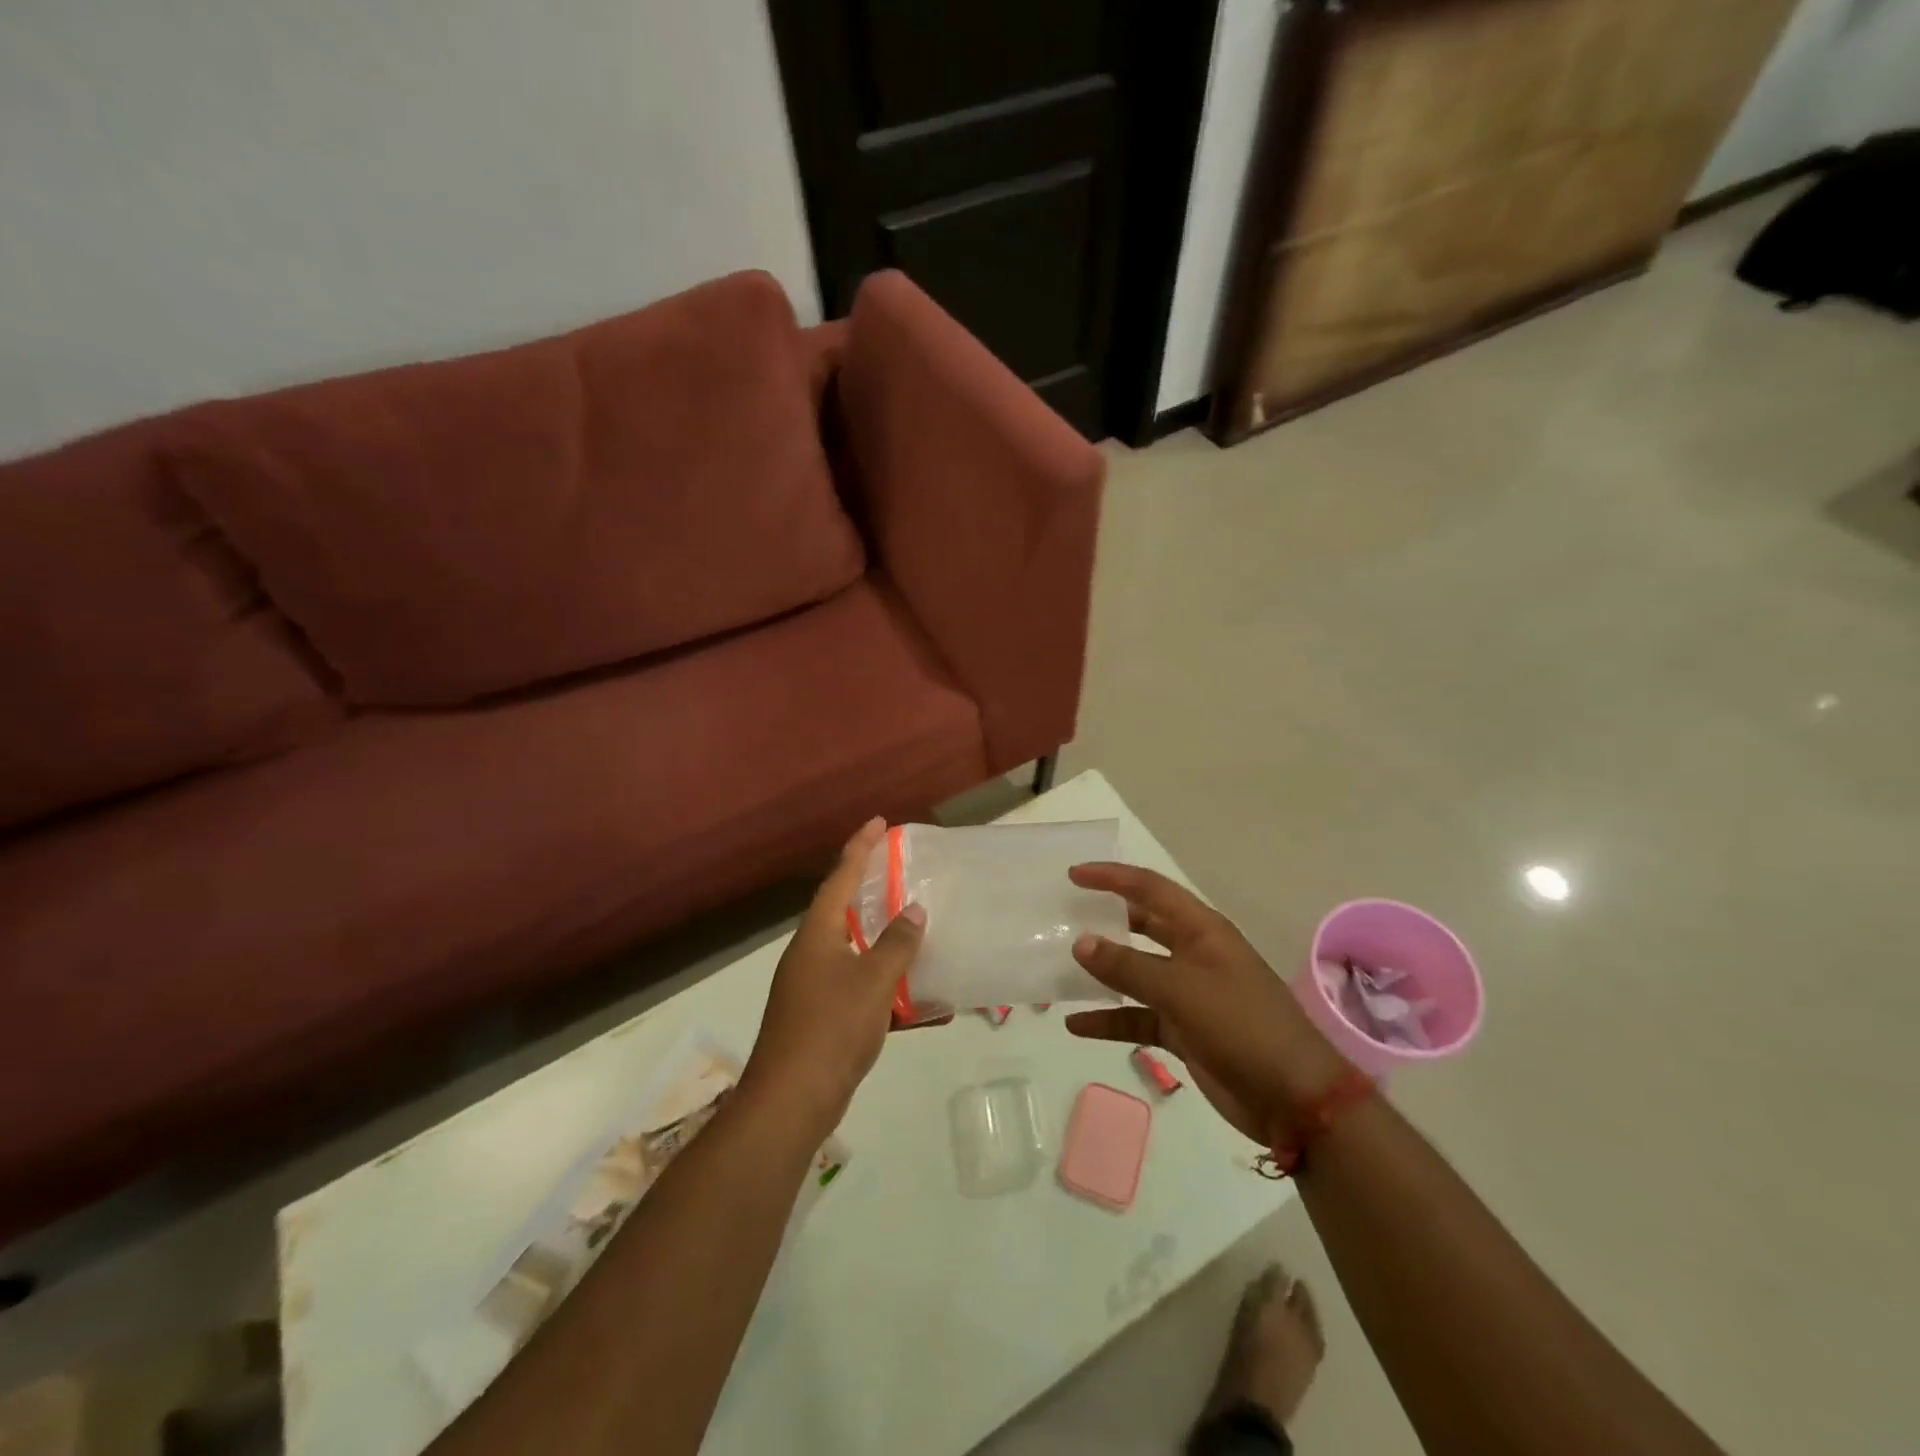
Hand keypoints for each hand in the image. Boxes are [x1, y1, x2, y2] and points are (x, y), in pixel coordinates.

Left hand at [743, 818, 925, 1136]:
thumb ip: (897, 943)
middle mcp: (811, 954)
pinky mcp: (821, 1019)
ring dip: (884, 941)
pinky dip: (888, 989)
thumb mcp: (874, 981)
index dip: (860, 848)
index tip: (879, 822)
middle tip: (901, 871)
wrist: (791, 1102)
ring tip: (916, 929)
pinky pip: (860, 989)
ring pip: (854, 951)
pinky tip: (923, 1005)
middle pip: (842, 910)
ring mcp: (812, 988)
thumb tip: (913, 910)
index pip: (839, 878)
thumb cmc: (832, 1029)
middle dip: (870, 889)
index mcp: (817, 935)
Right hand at [1063, 864, 1348, 1144]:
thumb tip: (1080, 942)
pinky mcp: (1184, 1031)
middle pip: (1142, 926)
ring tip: (1060, 968)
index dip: (1112, 877)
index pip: (1150, 889)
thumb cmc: (1242, 1026)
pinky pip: (1137, 1017)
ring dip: (1102, 973)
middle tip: (1063, 917)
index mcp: (1201, 930)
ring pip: (1136, 973)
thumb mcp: (1181, 990)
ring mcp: (1189, 994)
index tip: (1073, 876)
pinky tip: (1075, 1025)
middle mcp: (1193, 954)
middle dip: (1106, 920)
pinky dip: (1109, 1020)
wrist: (1294, 1099)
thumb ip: (1128, 966)